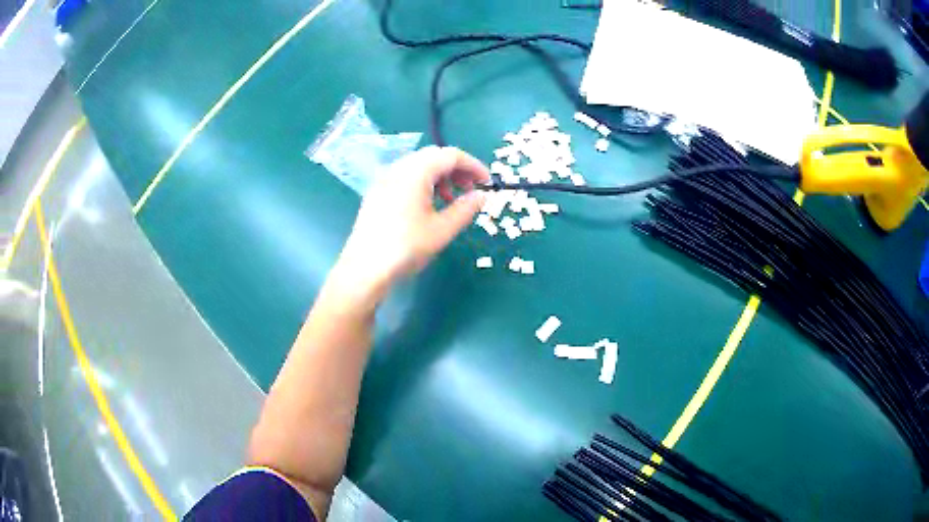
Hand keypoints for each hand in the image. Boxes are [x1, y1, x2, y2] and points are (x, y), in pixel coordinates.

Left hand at [334, 146, 489, 296]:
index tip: (487, 183)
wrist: (364, 269)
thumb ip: (465, 209)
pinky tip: (428, 206)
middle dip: (457, 169)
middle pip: (434, 156)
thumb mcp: (442, 230)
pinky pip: (405, 177)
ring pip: (419, 166)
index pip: (451, 155)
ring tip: (451, 200)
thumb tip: (481, 196)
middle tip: (471, 190)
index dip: (473, 166)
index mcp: (416, 172)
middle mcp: (398, 168)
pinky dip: (423, 183)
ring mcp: (384, 179)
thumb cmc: (406, 247)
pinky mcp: (377, 192)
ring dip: (440, 177)